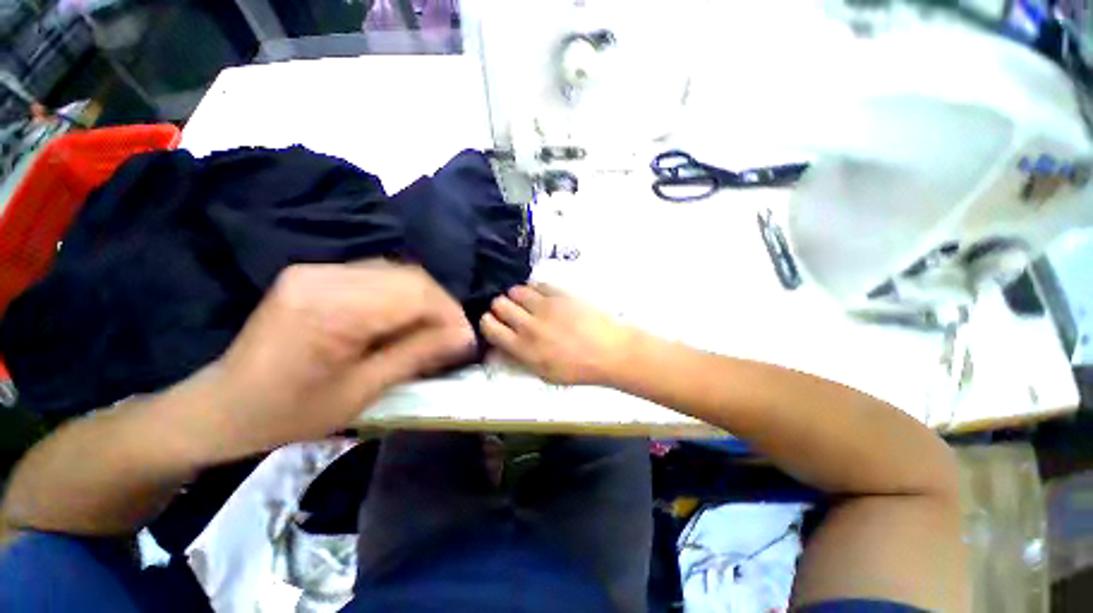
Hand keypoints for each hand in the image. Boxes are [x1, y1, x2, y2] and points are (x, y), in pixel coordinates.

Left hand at [183, 261, 474, 459]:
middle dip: (441, 306)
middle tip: (453, 336)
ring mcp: (317, 271)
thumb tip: (463, 337)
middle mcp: (323, 277)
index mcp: (330, 310)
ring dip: (424, 300)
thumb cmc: (289, 413)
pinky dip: (403, 296)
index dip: (449, 313)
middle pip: (409, 276)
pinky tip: (405, 319)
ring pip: (397, 273)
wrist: (223, 405)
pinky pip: (377, 276)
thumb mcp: (361, 392)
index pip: (414, 293)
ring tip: (434, 329)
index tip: (466, 339)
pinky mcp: (316, 274)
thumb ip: (416, 355)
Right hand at [481, 284, 632, 384]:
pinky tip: (541, 296)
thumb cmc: (579, 369)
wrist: (610, 351)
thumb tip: (498, 349)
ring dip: (516, 296)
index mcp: (523, 348)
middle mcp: (529, 325)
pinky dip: (534, 289)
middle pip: (499, 304)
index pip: (490, 326)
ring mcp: (545, 306)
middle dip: (500, 307)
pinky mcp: (560, 294)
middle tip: (510, 312)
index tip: (493, 322)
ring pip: (516, 290)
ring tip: (526, 303)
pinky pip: (537, 284)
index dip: (488, 322)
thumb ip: (519, 360)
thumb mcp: (545, 375)